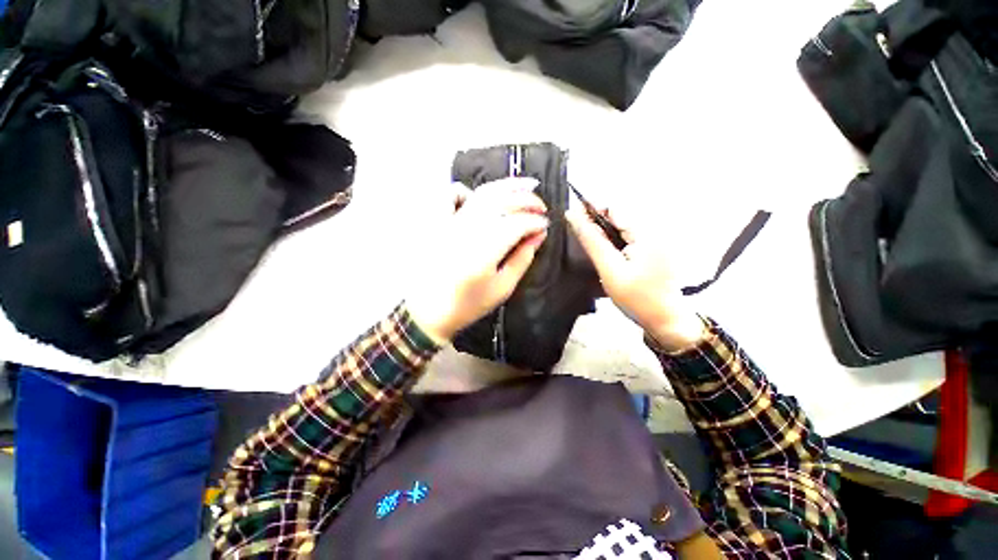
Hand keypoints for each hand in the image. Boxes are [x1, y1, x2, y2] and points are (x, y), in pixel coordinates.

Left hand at [407, 177, 548, 342]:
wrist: (429, 311)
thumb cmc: (468, 304)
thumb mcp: (502, 288)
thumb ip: (523, 259)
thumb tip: (539, 234)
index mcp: (484, 253)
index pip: (516, 224)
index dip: (535, 221)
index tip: (545, 224)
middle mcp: (467, 231)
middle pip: (502, 202)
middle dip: (527, 200)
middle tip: (542, 207)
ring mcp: (449, 223)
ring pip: (482, 193)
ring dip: (507, 186)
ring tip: (526, 186)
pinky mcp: (437, 222)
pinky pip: (451, 195)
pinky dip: (468, 190)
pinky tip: (481, 198)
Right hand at [565, 207, 705, 350]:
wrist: (666, 320)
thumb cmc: (637, 298)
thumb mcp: (610, 270)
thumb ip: (592, 241)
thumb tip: (573, 214)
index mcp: (647, 231)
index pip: (614, 207)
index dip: (591, 209)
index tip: (571, 215)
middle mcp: (656, 227)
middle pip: (619, 214)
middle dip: (597, 222)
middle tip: (580, 235)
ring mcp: (657, 237)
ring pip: (622, 224)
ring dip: (604, 231)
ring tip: (592, 244)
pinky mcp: (655, 245)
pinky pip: (629, 234)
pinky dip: (614, 239)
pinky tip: (608, 251)